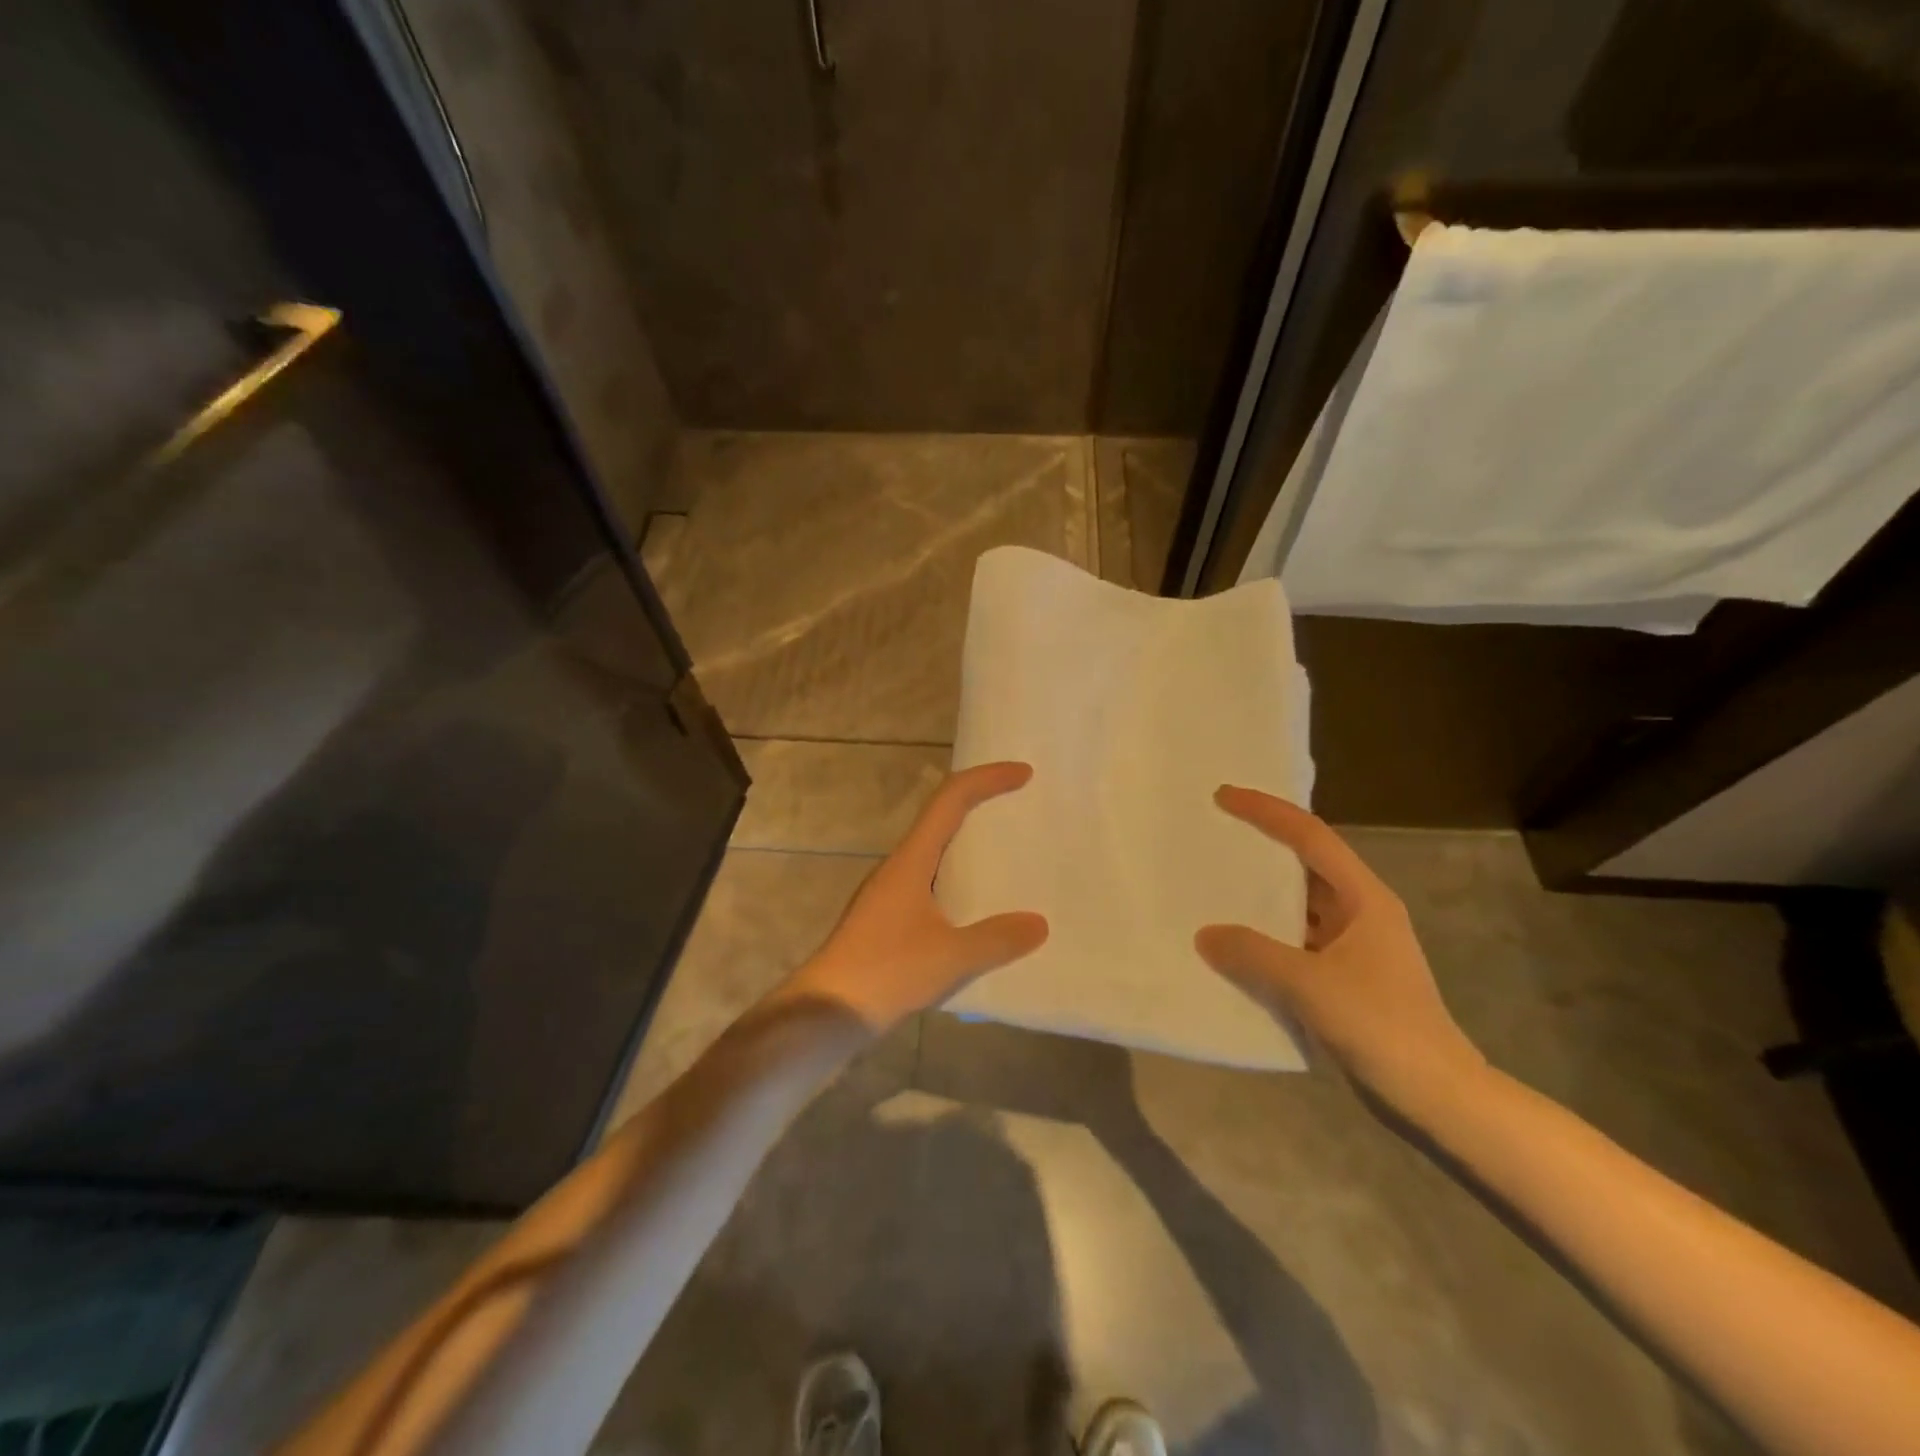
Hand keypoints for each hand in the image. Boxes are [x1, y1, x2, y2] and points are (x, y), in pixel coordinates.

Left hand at [779, 762, 1048, 1031]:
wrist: (828, 1010)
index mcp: (912, 859)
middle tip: (1020, 807)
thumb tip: (1039, 923)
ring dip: (968, 842)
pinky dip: (958, 876)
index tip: (1024, 774)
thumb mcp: (951, 957)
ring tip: (1007, 854)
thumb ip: (997, 939)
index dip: (987, 779)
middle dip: (981, 804)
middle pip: (942, 816)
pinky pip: (931, 880)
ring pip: (935, 850)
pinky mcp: (887, 918)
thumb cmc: (886, 972)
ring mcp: (890, 892)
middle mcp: (899, 865)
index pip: (951, 799)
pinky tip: (977, 906)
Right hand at [1195, 786, 1484, 1106]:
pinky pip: (1296, 939)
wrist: (1437, 1096)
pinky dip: (1266, 934)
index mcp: (1365, 899)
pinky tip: (1234, 941)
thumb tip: (1205, 935)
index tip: (1224, 796)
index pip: (1311, 837)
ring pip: (1300, 903)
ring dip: (1262, 892)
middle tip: (1215, 832)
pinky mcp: (1344, 976)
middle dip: (1262, 844)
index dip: (1267, 811)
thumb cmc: (1381, 1026)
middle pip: (1306, 863)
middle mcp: (1361, 912)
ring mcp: (1354, 946)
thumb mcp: (1310, 985)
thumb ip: (1253, 954)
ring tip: (1214, 881)